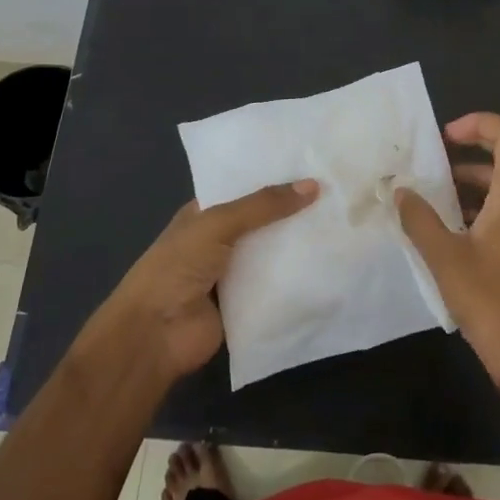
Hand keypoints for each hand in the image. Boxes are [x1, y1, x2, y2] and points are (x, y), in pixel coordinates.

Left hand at [98, 180, 318, 380]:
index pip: (242, 189)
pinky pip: (276, 286)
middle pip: (261, 221)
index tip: (312, 166)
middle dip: (292, 211)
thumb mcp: (218, 224)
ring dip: (298, 245)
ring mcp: (231, 274)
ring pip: (271, 253)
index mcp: (202, 214)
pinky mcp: (245, 304)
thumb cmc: (177, 267)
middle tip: (338, 193)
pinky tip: (330, 264)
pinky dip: (296, 278)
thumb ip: (263, 205)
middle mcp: (217, 240)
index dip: (272, 178)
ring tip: (343, 224)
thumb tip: (314, 185)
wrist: (155, 334)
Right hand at [396, 113, 499, 400]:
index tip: (445, 137)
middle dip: (479, 142)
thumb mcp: (444, 259)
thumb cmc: (491, 303)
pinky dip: (489, 196)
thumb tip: (402, 191)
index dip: (480, 123)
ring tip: (441, 187)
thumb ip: (419, 219)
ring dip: (481, 172)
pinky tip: (457, 221)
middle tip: (442, 152)